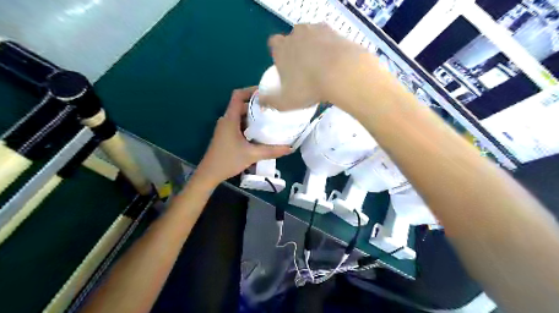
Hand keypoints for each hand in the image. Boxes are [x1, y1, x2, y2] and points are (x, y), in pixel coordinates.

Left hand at [195, 87, 292, 185]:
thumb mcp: (252, 155)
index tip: (266, 93)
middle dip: (257, 105)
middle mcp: (227, 120)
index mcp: (230, 119)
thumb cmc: (228, 161)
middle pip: (242, 105)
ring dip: (254, 116)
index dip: (251, 90)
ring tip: (270, 119)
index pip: (238, 95)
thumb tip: (290, 148)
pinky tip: (261, 132)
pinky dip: (250, 125)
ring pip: (241, 116)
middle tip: (273, 108)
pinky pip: (239, 124)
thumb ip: (272, 151)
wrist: (210, 174)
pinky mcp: (226, 135)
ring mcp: (226, 128)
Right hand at [263, 23, 374, 110]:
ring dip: (312, 48)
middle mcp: (296, 34)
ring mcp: (315, 30)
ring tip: (321, 67)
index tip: (285, 67)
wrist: (340, 73)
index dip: (278, 54)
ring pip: (310, 37)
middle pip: (293, 39)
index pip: (274, 44)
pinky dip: (328, 47)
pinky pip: (327, 38)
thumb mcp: (285, 101)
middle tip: (304, 69)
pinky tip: (333, 62)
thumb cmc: (308, 87)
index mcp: (281, 48)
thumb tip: (260, 102)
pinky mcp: (333, 31)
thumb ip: (270, 101)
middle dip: (296, 51)